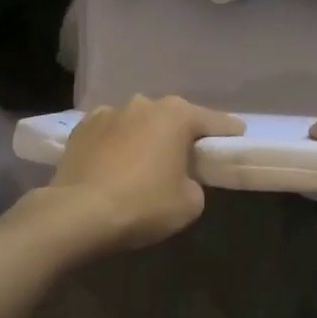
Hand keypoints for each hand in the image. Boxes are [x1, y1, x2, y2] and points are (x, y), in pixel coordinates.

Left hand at [45, 96, 244, 254]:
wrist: (77, 213)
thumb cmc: (143, 205)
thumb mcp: (189, 203)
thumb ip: (194, 182)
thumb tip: (181, 178)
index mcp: (175, 115)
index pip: (212, 120)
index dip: (228, 130)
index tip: (238, 134)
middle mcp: (143, 104)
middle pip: (172, 117)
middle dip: (181, 132)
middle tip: (189, 153)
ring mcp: (108, 112)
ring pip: (138, 122)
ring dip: (146, 136)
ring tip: (146, 160)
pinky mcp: (81, 128)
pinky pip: (110, 133)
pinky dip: (117, 143)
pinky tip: (116, 162)